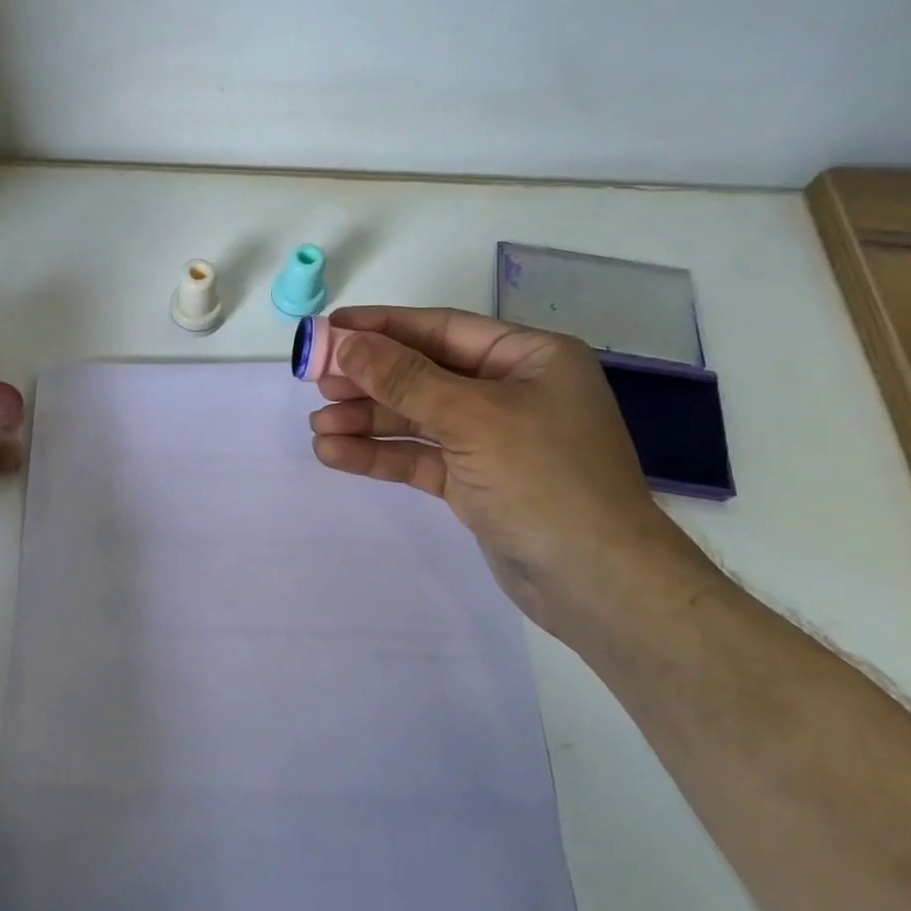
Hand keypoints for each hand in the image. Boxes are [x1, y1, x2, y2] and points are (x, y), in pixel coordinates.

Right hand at [308, 306, 718, 648]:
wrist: (596, 583)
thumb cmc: (545, 480)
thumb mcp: (471, 418)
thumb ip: (405, 379)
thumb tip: (346, 343)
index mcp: (528, 357)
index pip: (442, 329)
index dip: (383, 327)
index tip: (330, 329)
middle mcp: (510, 391)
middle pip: (423, 373)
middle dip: (368, 379)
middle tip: (314, 382)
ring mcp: (492, 438)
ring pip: (416, 418)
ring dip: (367, 420)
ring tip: (318, 426)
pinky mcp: (474, 481)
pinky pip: (419, 456)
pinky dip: (380, 454)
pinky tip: (335, 454)